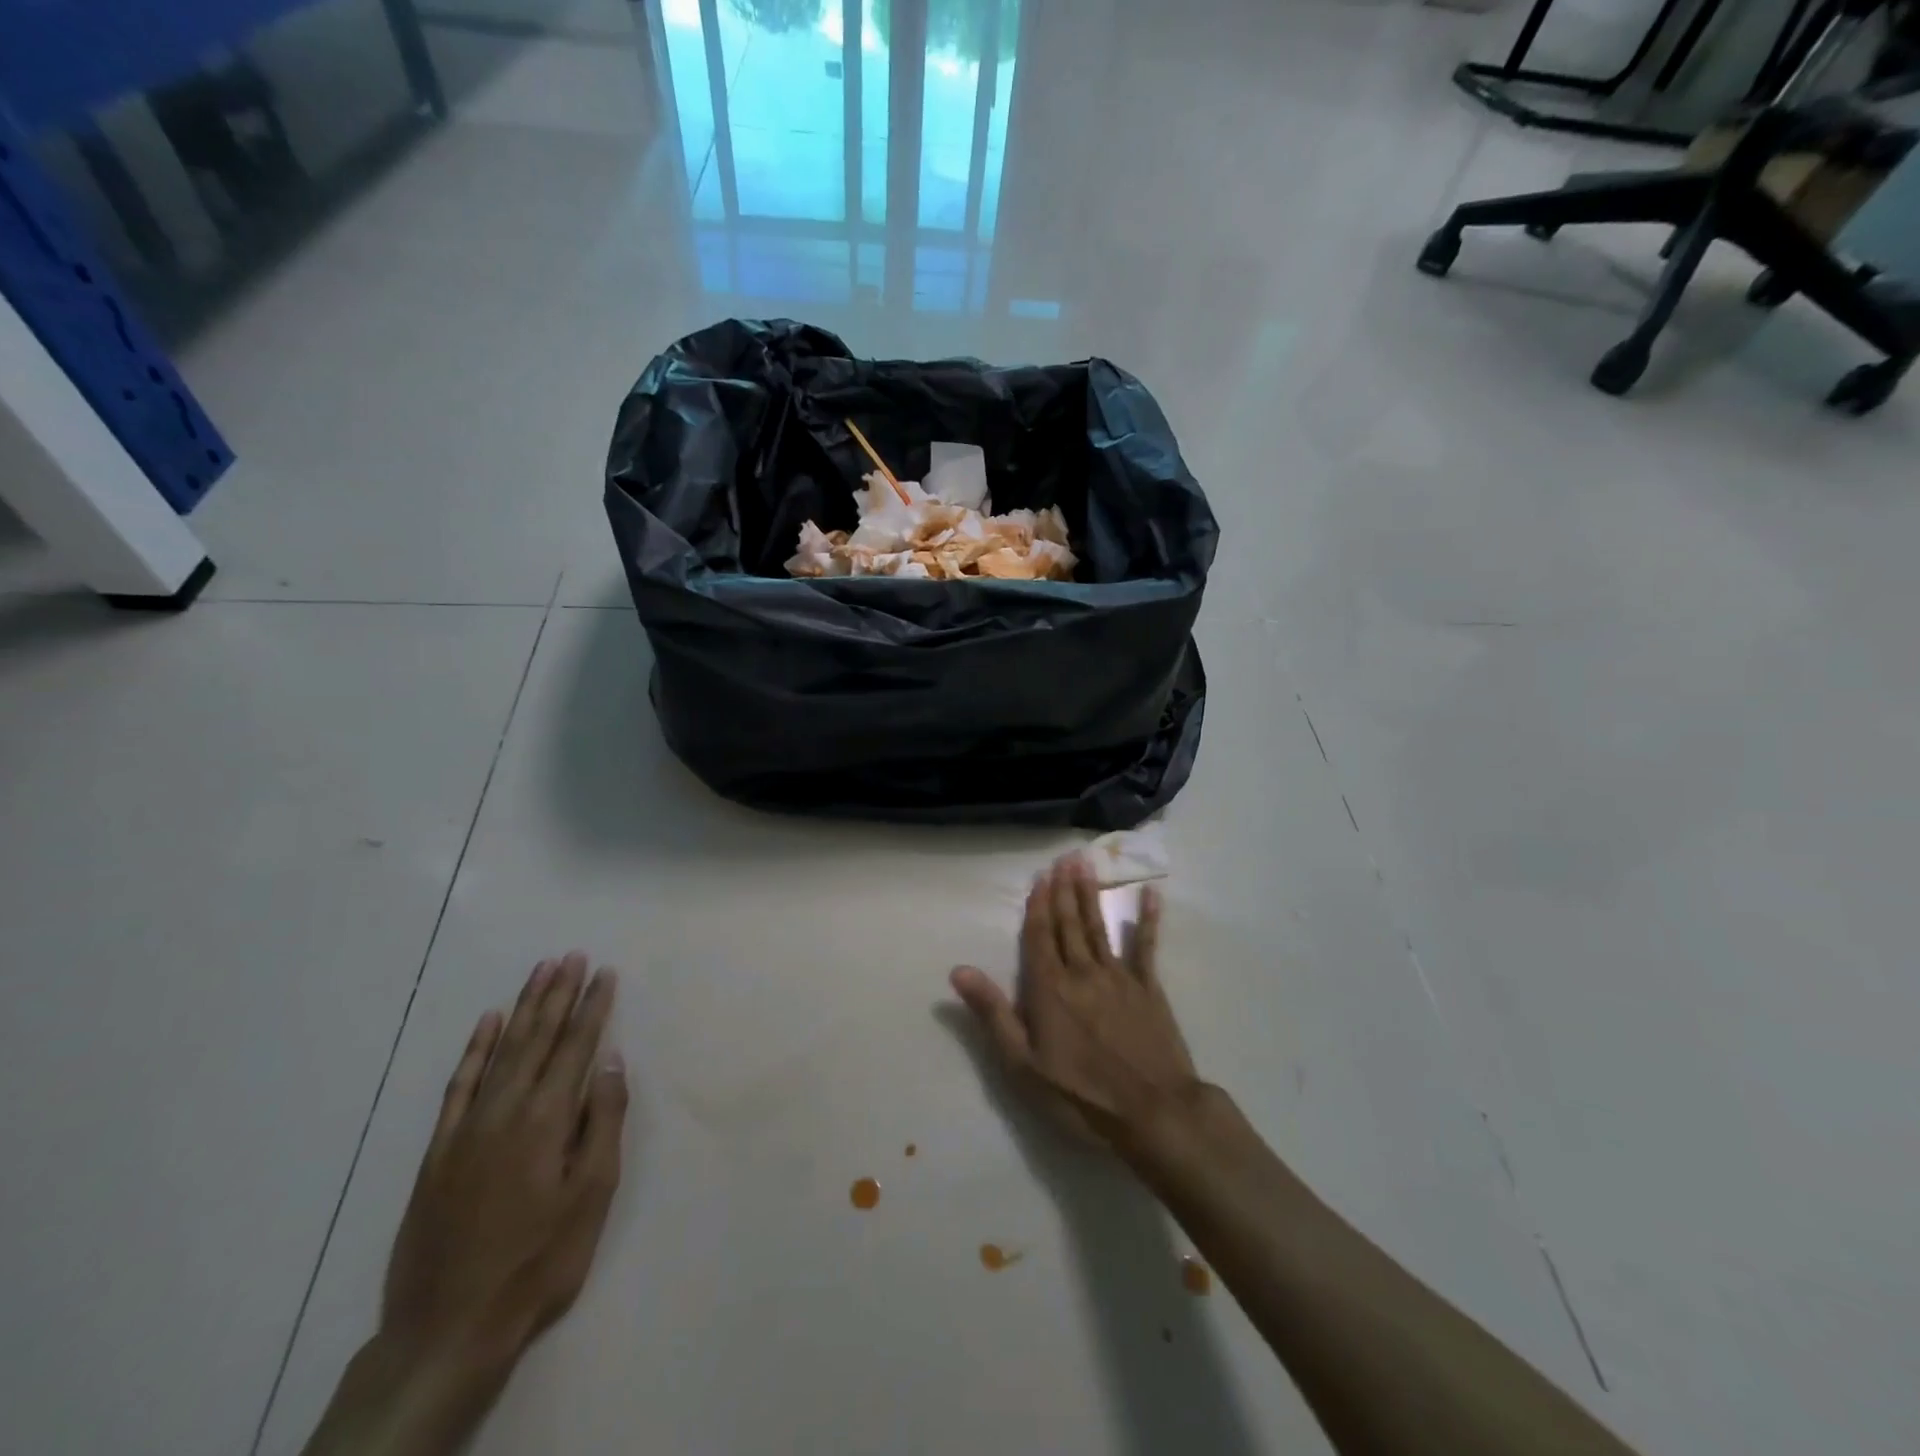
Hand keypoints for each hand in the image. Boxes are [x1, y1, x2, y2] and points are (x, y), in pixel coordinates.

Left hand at [381, 953, 628, 1379]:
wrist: (447, 1329)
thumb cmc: (538, 1261)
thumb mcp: (591, 1195)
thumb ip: (603, 1121)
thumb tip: (611, 1061)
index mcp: (548, 1118)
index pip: (577, 1046)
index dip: (593, 1007)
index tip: (605, 972)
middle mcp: (507, 1109)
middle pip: (537, 1037)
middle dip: (559, 993)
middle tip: (572, 956)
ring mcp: (468, 1127)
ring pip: (501, 1050)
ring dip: (523, 1008)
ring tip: (541, 972)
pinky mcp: (439, 1150)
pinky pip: (460, 1085)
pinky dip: (475, 1049)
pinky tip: (487, 1023)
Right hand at [951, 854, 1197, 1146]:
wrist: (1153, 1113)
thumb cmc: (1080, 1095)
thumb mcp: (1023, 1065)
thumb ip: (993, 1013)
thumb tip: (958, 970)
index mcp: (1050, 989)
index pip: (1040, 937)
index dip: (1038, 906)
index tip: (1040, 877)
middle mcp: (1083, 972)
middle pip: (1069, 924)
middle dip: (1064, 890)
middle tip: (1064, 858)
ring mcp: (1119, 978)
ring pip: (1099, 928)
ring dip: (1091, 896)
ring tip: (1086, 866)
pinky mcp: (1149, 989)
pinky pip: (1146, 947)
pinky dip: (1149, 921)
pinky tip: (1151, 895)